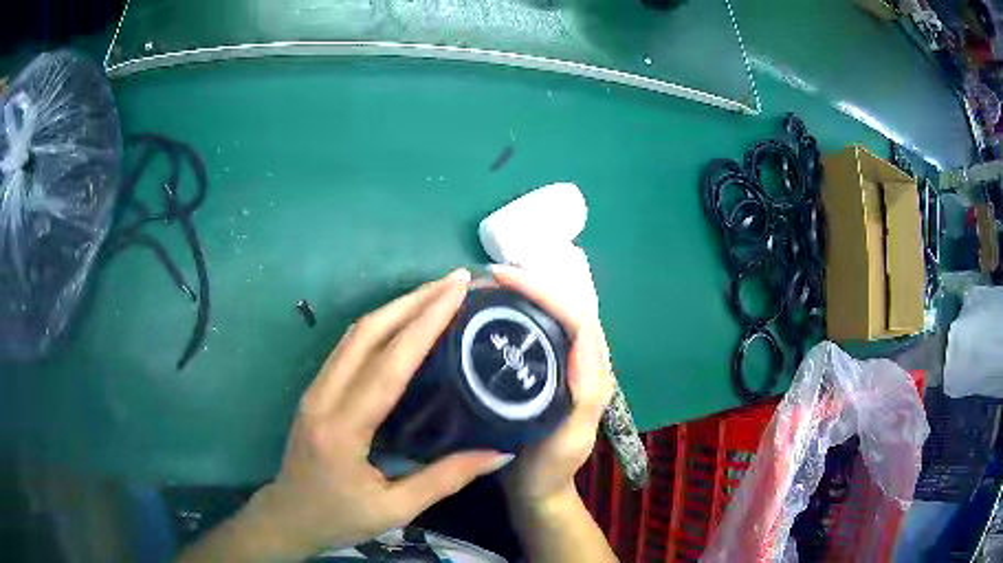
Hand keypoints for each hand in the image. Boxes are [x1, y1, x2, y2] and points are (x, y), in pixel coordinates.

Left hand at [226, 269, 511, 559]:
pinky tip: (403, 321)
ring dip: (396, 306)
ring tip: (435, 293)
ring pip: (354, 333)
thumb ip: (445, 479)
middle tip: (454, 281)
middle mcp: (323, 396)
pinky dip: (380, 324)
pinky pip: (349, 345)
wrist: (288, 516)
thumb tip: (498, 452)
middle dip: (413, 300)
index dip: (425, 322)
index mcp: (343, 428)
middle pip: (367, 332)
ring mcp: (315, 388)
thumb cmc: (338, 517)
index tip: (457, 292)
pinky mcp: (315, 389)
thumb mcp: (395, 509)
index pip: (389, 363)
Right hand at [490, 265, 615, 506]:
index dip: (544, 291)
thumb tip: (583, 337)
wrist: (533, 490)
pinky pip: (533, 333)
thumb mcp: (571, 439)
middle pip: (564, 307)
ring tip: (487, 287)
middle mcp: (581, 361)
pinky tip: (489, 312)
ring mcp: (560, 364)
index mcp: (593, 372)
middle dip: (532, 284)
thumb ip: (586, 394)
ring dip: (523, 295)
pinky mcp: (541, 371)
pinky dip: (514, 314)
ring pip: (548, 316)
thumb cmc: (550, 468)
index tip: (502, 279)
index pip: (577, 316)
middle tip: (490, 277)